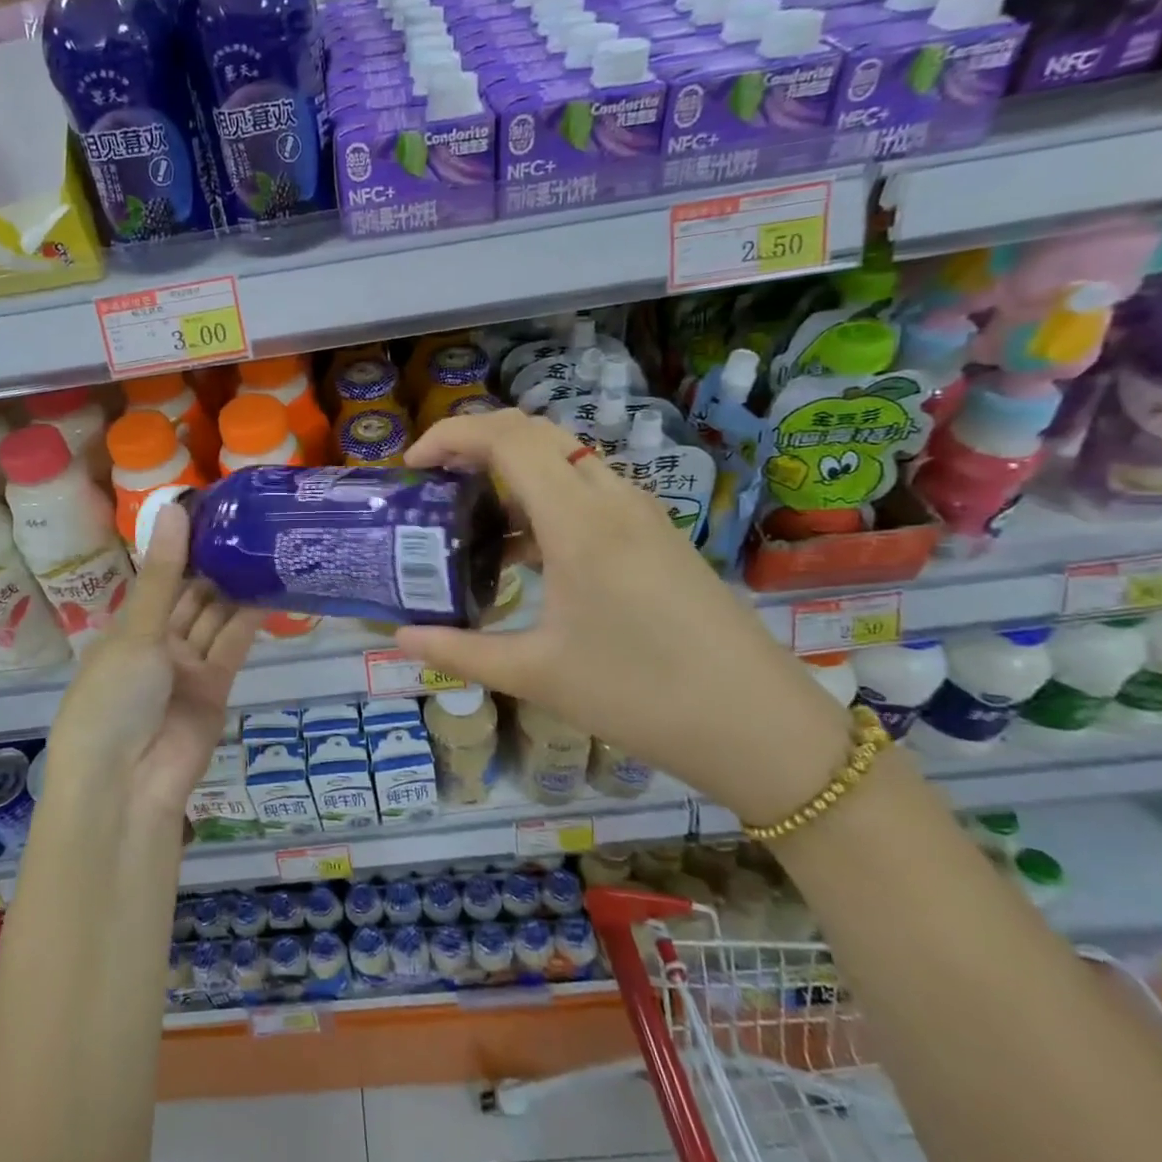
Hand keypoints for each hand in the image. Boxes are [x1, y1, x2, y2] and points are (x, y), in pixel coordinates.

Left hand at [46, 505, 264, 819]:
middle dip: (213, 564)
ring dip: (234, 587)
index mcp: (127, 628)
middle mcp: (157, 644)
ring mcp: (187, 668)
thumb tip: (174, 508)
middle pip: (190, 596)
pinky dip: (249, 618)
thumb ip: (164, 574)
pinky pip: (232, 645)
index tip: (212, 509)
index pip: (159, 578)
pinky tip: (269, 585)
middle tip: (248, 522)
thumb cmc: (113, 698)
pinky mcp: (216, 688)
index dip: (182, 546)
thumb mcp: (136, 631)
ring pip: (214, 618)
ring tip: (264, 545)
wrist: (126, 785)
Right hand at [394, 409, 853, 824]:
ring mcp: (640, 513)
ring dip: (511, 469)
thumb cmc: (640, 696)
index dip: (451, 435)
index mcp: (579, 520)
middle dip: (476, 440)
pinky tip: (523, 552)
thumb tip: (400, 639)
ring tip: (469, 515)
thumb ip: (459, 651)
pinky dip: (543, 498)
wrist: (761, 728)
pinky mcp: (655, 534)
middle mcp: (611, 498)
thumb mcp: (537, 675)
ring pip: (564, 459)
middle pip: (534, 433)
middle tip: (434, 479)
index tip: (412, 466)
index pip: (507, 438)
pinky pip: (588, 490)